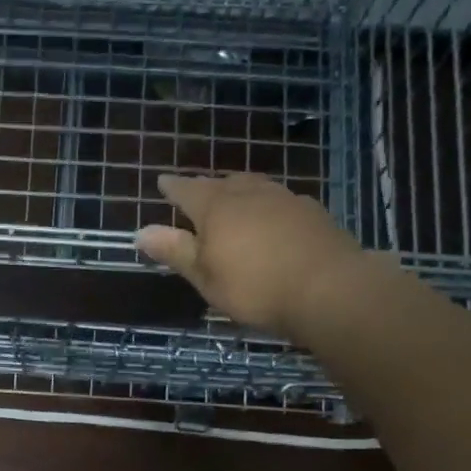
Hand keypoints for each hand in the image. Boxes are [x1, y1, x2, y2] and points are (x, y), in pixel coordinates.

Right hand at [136, 173, 362, 339]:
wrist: (330, 288)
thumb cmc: (255, 286)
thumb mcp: (205, 276)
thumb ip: (174, 251)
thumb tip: (140, 232)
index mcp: (216, 207)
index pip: (187, 190)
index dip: (173, 187)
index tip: (162, 182)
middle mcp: (249, 194)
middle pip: (222, 183)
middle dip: (207, 187)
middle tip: (197, 191)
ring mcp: (284, 199)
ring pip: (254, 186)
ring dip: (240, 190)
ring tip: (234, 197)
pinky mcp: (312, 213)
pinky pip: (280, 200)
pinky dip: (267, 205)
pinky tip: (273, 217)